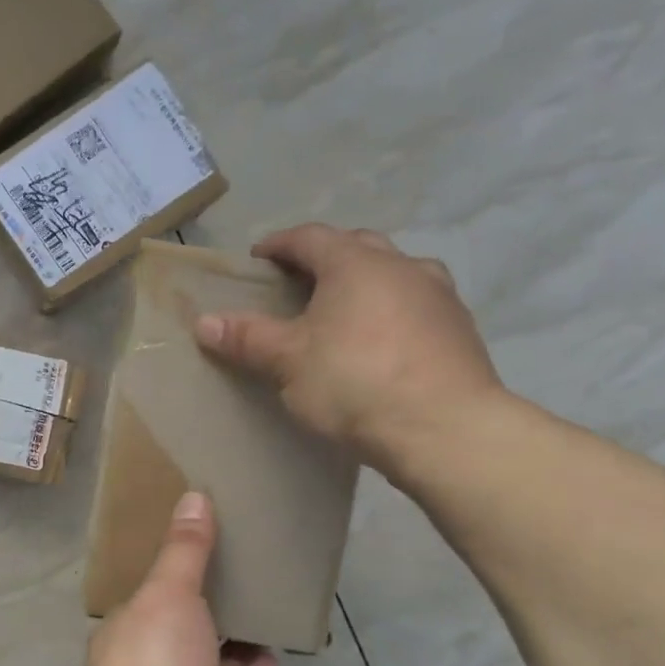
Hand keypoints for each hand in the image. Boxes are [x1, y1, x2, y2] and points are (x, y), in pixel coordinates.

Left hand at [83, 492, 278, 665]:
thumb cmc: (155, 661)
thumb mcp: (167, 592)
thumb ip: (185, 550)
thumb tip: (194, 495)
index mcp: (126, 636)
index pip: (148, 601)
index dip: (171, 576)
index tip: (200, 548)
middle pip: (184, 634)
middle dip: (208, 608)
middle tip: (243, 569)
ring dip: (235, 641)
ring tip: (263, 601)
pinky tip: (275, 647)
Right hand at [194, 223, 505, 480]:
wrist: (445, 429)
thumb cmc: (355, 383)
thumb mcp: (288, 361)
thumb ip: (247, 337)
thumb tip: (204, 321)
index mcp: (356, 263)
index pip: (310, 237)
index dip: (279, 244)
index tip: (258, 258)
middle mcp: (402, 266)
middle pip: (356, 246)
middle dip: (325, 257)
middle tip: (298, 282)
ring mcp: (439, 296)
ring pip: (394, 273)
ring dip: (365, 281)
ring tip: (343, 310)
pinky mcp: (461, 330)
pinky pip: (416, 305)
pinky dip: (392, 311)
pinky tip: (382, 342)